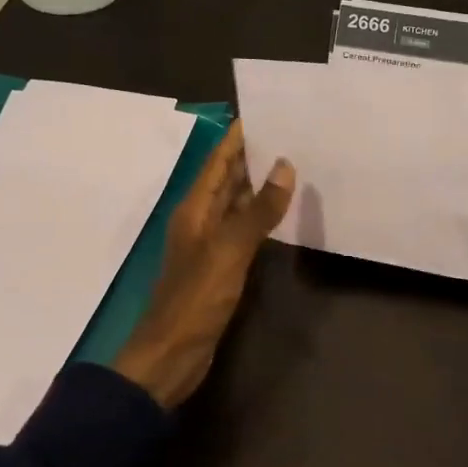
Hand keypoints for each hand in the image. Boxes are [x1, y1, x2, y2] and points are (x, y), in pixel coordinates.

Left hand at [113, 121, 293, 409]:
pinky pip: (244, 233)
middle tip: (292, 136)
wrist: (172, 353)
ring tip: (295, 166)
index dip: (237, 137)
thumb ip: (258, 210)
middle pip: (227, 180)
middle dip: (253, 158)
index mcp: (195, 208)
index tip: (265, 113)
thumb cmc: (196, 298)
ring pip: (237, 206)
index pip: (218, 161)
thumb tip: (285, 166)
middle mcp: (200, 220)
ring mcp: (210, 246)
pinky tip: (283, 215)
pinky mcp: (221, 269)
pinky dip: (261, 219)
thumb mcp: (230, 250)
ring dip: (259, 187)